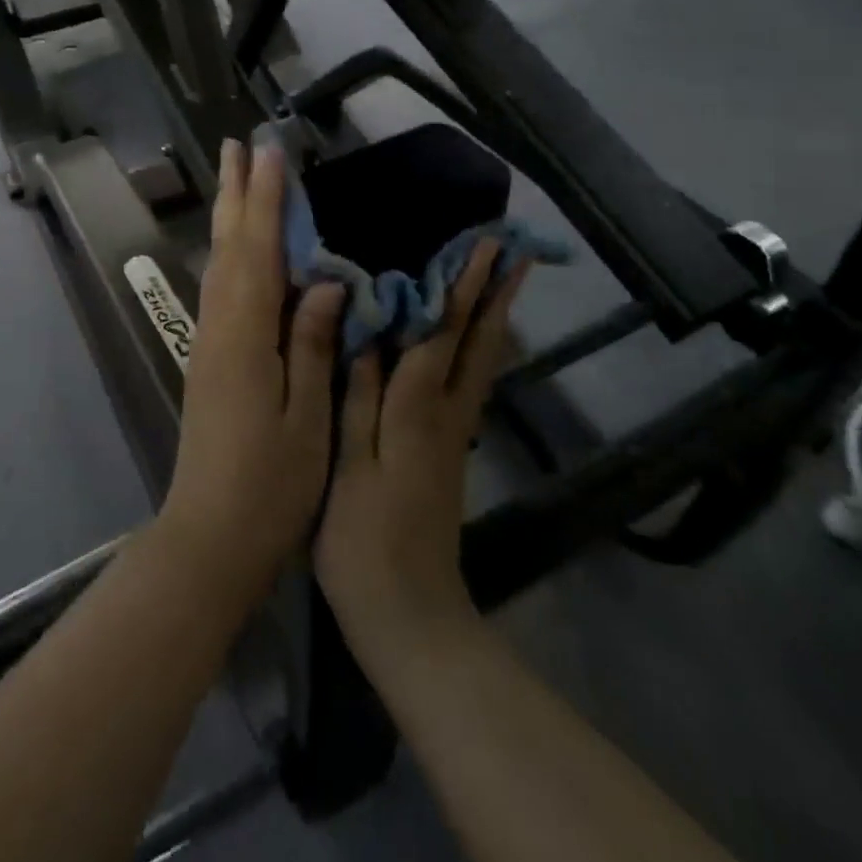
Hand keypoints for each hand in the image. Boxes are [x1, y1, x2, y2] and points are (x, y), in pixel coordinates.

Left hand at [159, 138, 342, 608]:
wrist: (211, 536)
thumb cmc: (271, 487)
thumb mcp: (307, 419)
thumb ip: (311, 345)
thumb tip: (323, 281)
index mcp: (246, 337)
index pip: (258, 251)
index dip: (266, 200)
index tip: (270, 152)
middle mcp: (220, 328)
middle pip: (228, 247)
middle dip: (235, 194)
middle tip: (236, 146)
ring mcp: (210, 343)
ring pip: (219, 264)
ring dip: (228, 217)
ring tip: (234, 179)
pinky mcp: (210, 360)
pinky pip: (222, 289)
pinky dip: (230, 254)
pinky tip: (238, 249)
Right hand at [314, 241, 528, 661]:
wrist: (409, 616)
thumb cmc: (363, 540)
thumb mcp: (349, 466)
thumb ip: (358, 396)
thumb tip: (367, 332)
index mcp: (418, 411)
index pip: (442, 334)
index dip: (461, 287)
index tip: (483, 244)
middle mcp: (445, 414)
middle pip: (477, 343)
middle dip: (493, 293)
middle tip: (512, 250)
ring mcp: (452, 434)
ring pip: (480, 362)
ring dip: (492, 316)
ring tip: (503, 281)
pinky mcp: (448, 452)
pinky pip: (468, 382)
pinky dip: (476, 349)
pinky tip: (469, 341)